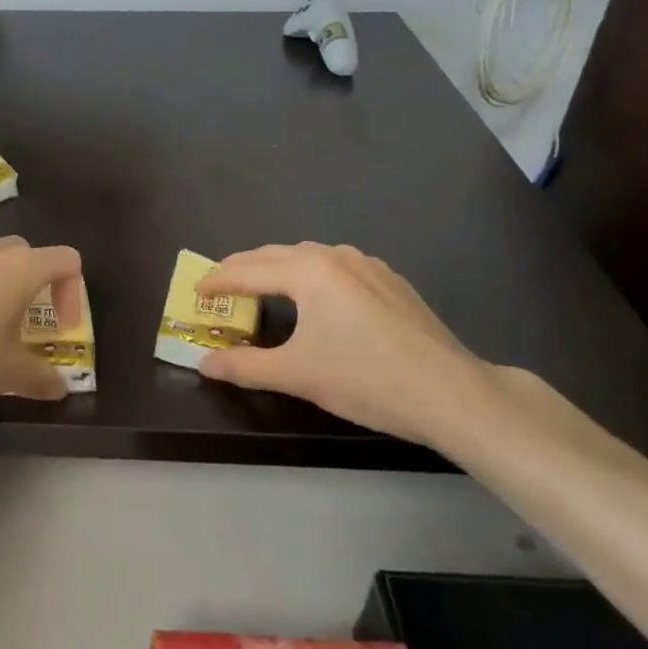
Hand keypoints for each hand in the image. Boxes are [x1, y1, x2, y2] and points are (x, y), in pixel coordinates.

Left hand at [0, 236, 83, 406]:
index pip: (66, 260)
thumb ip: (40, 378)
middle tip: (27, 322)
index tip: (60, 327)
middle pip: (28, 253)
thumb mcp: (7, 374)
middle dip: (36, 284)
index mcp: (20, 268)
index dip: (72, 292)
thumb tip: (60, 389)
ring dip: (0, 284)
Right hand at [195, 243, 505, 446]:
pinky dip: (311, 275)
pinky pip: (336, 266)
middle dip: (243, 268)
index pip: (248, 271)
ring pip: (308, 257)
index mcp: (308, 271)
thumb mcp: (297, 375)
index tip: (195, 291)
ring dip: (278, 268)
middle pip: (275, 255)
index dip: (218, 281)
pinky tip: (316, 297)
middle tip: (219, 286)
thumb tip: (204, 364)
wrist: (451, 393)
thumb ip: (245, 366)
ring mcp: (368, 265)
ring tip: (261, 287)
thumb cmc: (365, 379)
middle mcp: (335, 255)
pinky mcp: (391, 280)